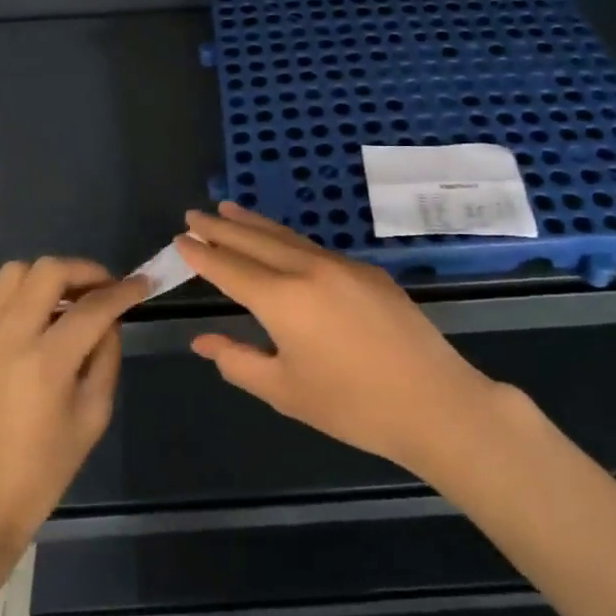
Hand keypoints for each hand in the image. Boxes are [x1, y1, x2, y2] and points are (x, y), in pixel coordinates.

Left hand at [0, 258, 148, 560]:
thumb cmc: (43, 471)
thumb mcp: (92, 416)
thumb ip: (106, 357)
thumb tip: (109, 319)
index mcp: (45, 363)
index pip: (93, 307)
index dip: (124, 291)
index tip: (142, 284)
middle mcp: (7, 338)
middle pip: (48, 271)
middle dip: (84, 271)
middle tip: (103, 289)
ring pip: (14, 273)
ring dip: (48, 279)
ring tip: (67, 303)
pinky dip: (21, 298)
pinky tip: (35, 324)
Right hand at [175, 203, 503, 479]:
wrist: (434, 402)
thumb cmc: (352, 406)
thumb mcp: (284, 391)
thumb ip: (238, 361)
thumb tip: (203, 340)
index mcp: (283, 299)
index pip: (230, 268)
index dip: (202, 254)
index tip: (180, 239)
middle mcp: (309, 270)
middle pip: (255, 240)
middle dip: (222, 227)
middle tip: (195, 214)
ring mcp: (342, 266)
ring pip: (287, 237)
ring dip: (254, 224)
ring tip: (228, 209)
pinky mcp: (368, 272)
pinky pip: (315, 247)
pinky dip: (287, 239)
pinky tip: (281, 242)